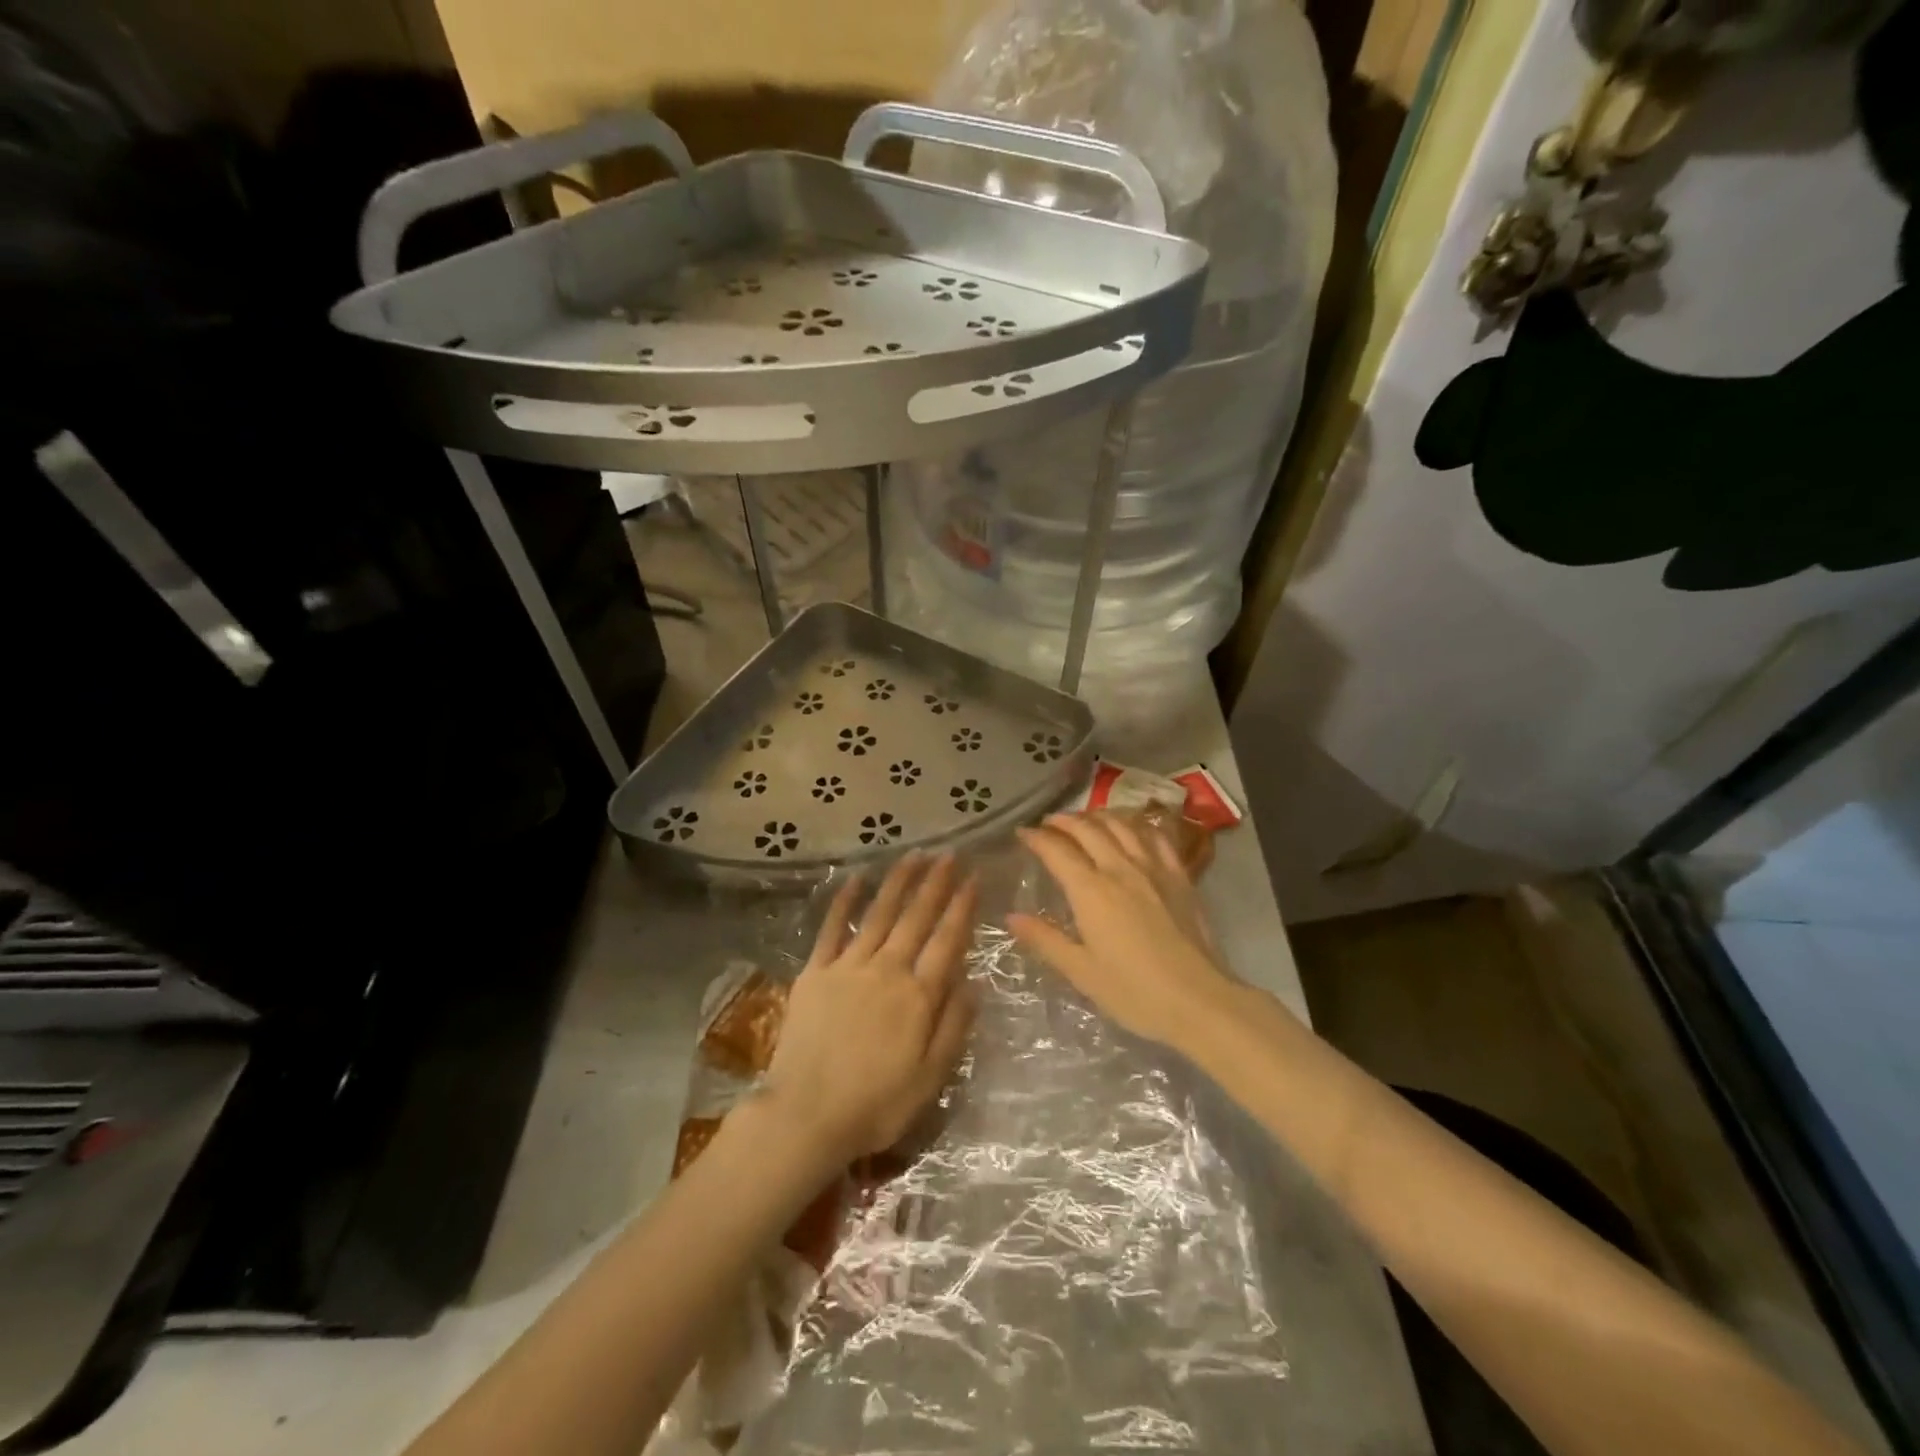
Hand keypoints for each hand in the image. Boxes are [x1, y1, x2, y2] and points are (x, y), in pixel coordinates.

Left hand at [764, 853, 977, 1164]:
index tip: (973, 878)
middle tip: (949, 854)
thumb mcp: (931, 1077)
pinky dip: (845, 902)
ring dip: (898, 882)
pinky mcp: (816, 972)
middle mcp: (887, 969)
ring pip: (879, 913)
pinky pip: (832, 928)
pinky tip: (856, 879)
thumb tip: (973, 981)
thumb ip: (954, 1025)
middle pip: (916, 918)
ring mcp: (849, 966)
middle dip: (935, 883)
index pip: (947, 940)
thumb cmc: (877, 1104)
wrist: (807, 1115)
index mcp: (919, 995)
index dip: (962, 907)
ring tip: (914, 855)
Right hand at [1009, 813, 1237, 1053]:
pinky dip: (1138, 825)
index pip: (1057, 850)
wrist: (1200, 1000)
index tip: (1022, 833)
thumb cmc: (1134, 992)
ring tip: (1086, 820)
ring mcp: (1154, 868)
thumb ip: (1045, 939)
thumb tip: (1012, 917)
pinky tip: (1132, 829)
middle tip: (1049, 823)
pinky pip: (1156, 836)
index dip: (1036, 838)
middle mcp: (1120, 868)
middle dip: (1064, 821)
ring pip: (1122, 825)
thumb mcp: (1081, 972)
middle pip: (1088, 829)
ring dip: (1098, 816)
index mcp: (1091, 891)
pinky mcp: (1180, 876)